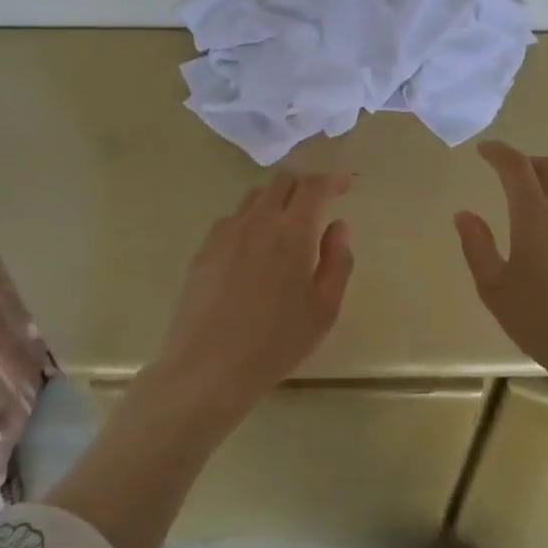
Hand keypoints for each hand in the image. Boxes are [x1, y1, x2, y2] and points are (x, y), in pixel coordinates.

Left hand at [154, 172, 354, 413]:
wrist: (208, 368)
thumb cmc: (277, 341)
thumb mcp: (325, 308)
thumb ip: (338, 260)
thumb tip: (337, 226)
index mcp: (293, 230)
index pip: (314, 186)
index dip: (331, 180)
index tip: (343, 186)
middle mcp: (258, 220)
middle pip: (282, 181)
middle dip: (304, 184)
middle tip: (317, 204)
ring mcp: (226, 232)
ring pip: (254, 196)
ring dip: (276, 200)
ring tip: (285, 225)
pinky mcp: (203, 249)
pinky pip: (231, 219)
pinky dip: (250, 220)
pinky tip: (252, 248)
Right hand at [454, 142, 547, 394]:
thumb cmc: (543, 321)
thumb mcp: (495, 289)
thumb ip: (477, 246)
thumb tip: (465, 214)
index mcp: (534, 214)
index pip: (515, 165)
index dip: (498, 152)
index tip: (485, 150)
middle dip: (526, 163)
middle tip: (510, 173)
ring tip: (541, 201)